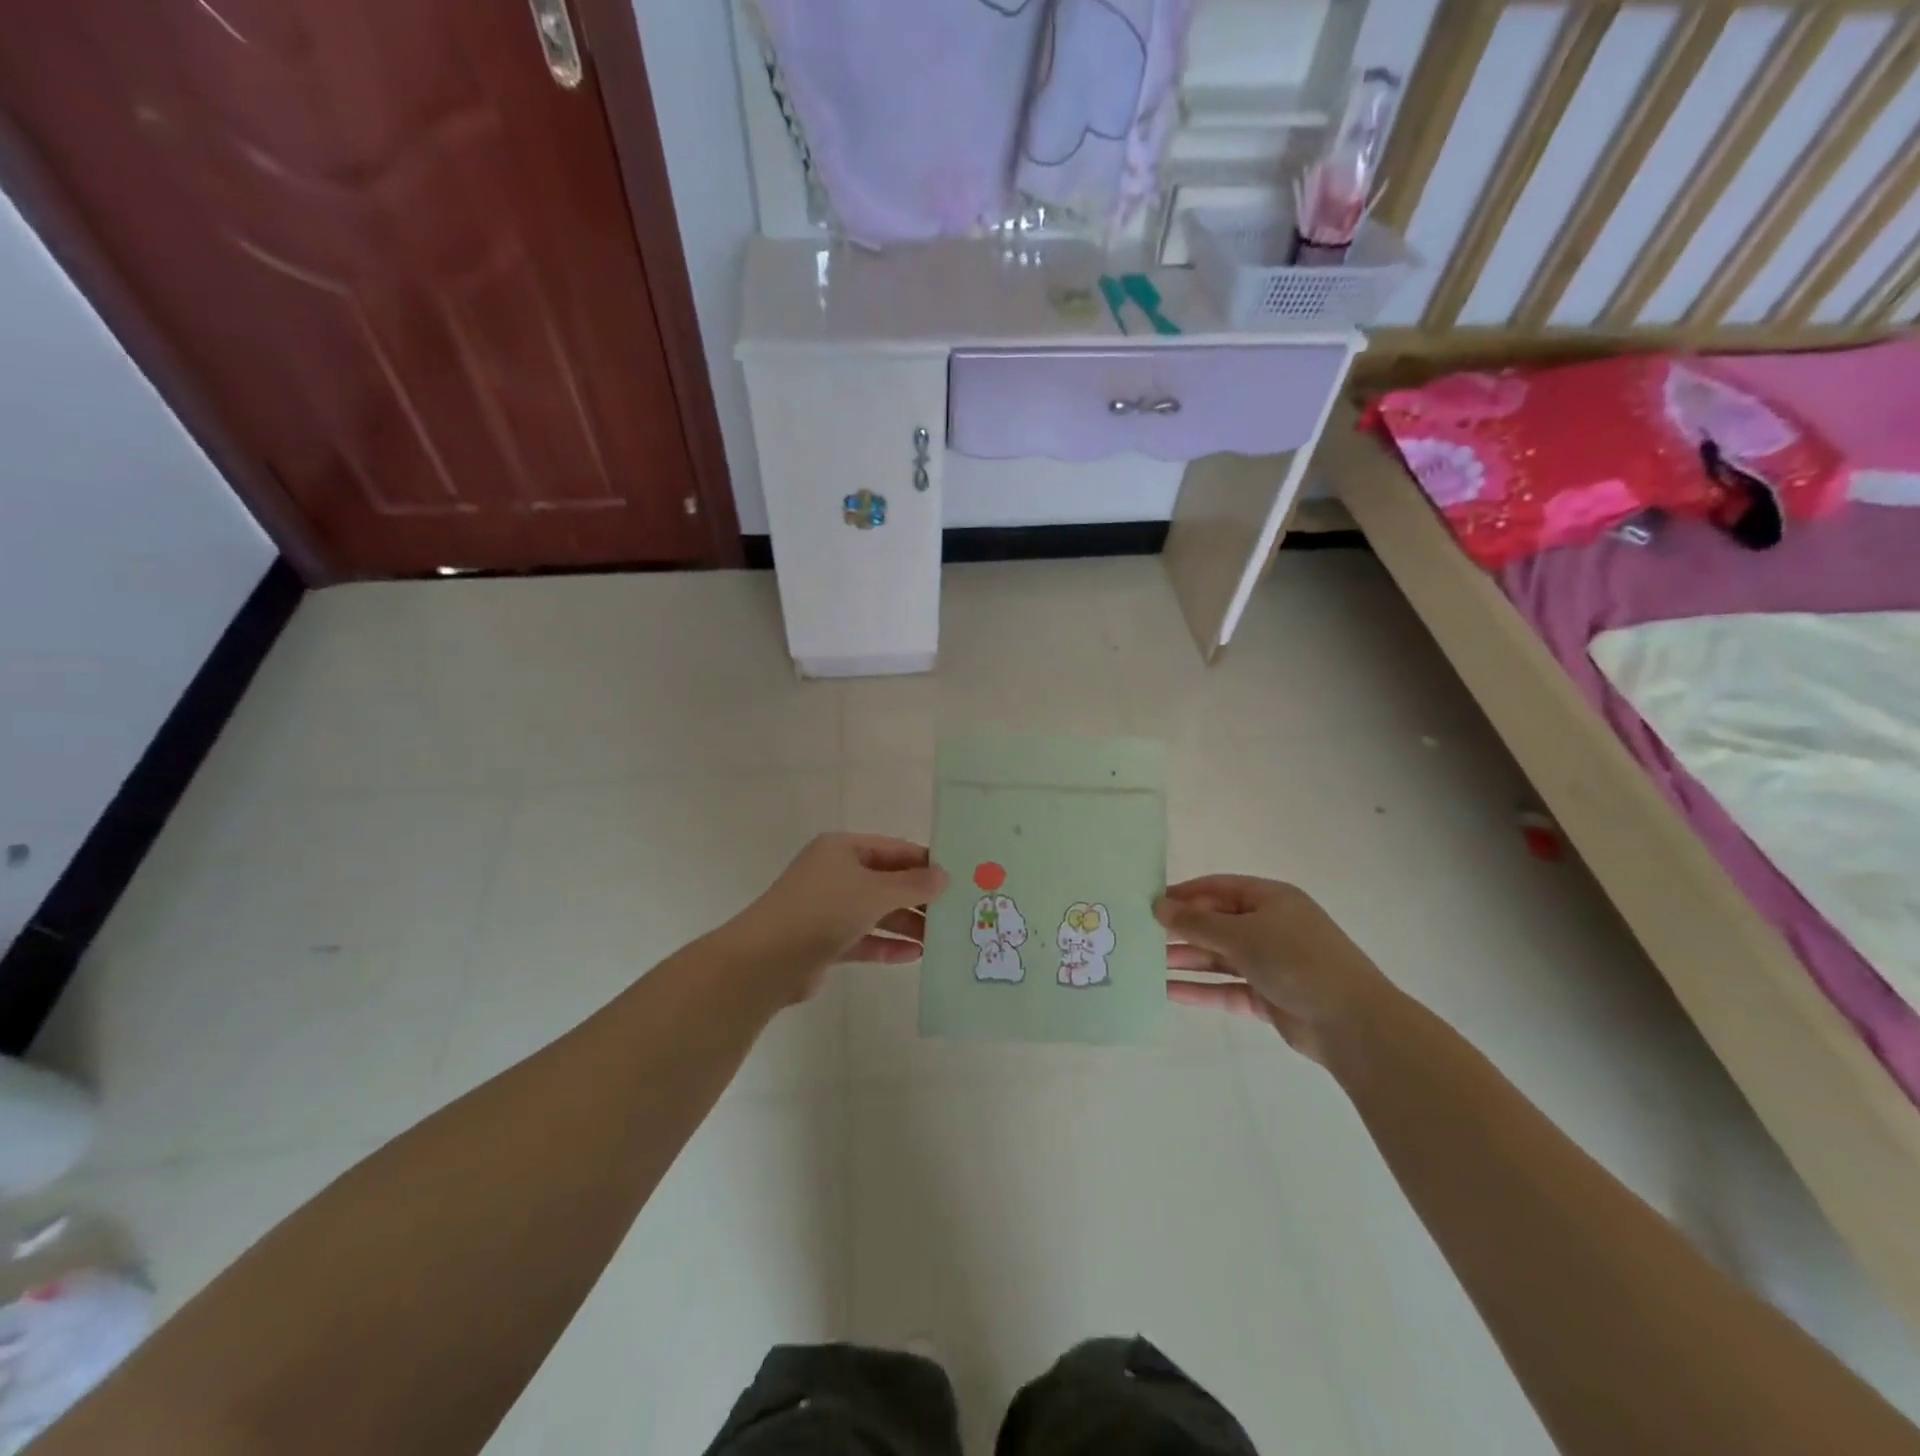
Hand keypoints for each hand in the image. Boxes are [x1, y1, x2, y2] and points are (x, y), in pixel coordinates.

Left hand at [729, 833, 949, 1000]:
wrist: (767, 960)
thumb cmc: (824, 910)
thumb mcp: (876, 892)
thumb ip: (913, 885)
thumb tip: (944, 876)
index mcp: (842, 849)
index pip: (894, 849)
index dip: (925, 862)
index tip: (958, 878)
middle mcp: (835, 874)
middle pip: (887, 881)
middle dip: (919, 897)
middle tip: (955, 912)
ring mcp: (828, 908)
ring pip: (876, 912)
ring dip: (906, 924)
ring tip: (940, 939)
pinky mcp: (825, 941)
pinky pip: (864, 939)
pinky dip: (887, 945)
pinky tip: (914, 956)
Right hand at [1157, 875, 1390, 1064]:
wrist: (1352, 1022)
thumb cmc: (1296, 960)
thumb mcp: (1242, 934)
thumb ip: (1197, 922)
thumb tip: (1158, 906)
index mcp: (1270, 899)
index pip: (1218, 888)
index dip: (1184, 894)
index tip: (1148, 903)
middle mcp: (1270, 927)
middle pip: (1216, 923)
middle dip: (1181, 931)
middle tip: (1141, 937)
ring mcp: (1270, 963)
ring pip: (1219, 957)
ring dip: (1186, 960)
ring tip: (1146, 964)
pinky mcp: (1268, 997)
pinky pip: (1226, 988)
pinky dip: (1200, 989)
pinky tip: (1167, 992)